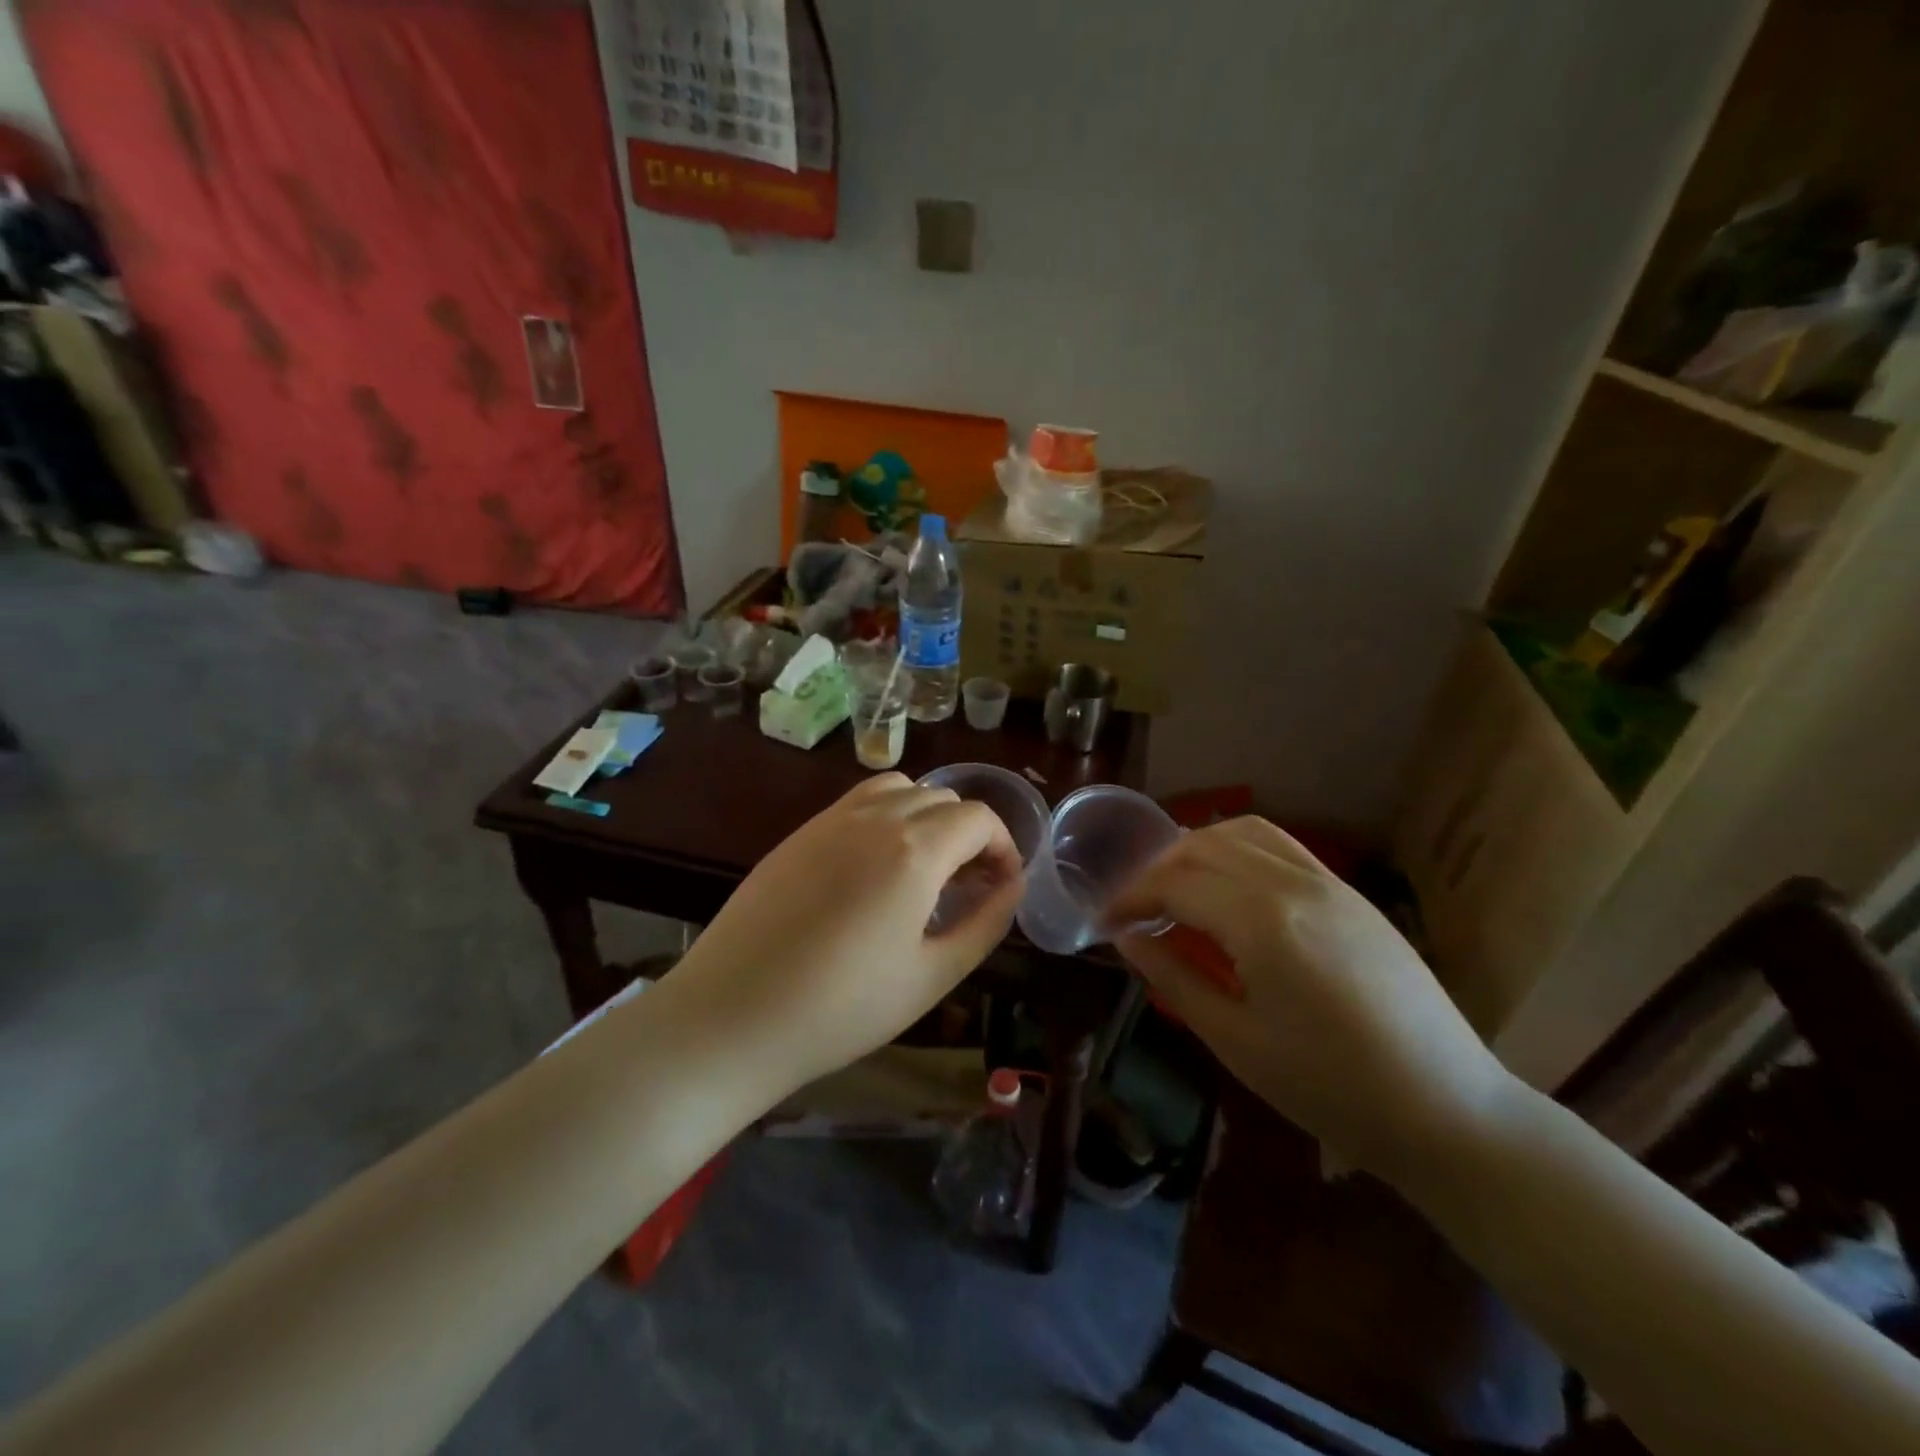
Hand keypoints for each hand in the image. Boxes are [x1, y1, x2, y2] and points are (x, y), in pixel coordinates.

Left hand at [665, 774, 1024, 1100]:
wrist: (732, 1015)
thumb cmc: (842, 1008)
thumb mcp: (932, 976)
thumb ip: (984, 924)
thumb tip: (1011, 887)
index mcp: (914, 850)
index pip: (979, 818)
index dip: (1003, 847)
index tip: (1002, 887)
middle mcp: (875, 817)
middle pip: (942, 799)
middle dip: (969, 835)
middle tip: (967, 888)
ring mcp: (830, 820)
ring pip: (900, 789)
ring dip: (927, 817)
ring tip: (924, 869)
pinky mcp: (799, 833)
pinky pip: (858, 802)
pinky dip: (886, 817)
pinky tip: (875, 869)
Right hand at [1109, 817, 1514, 1181]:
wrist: (1447, 1108)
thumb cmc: (1331, 1087)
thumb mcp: (1236, 1041)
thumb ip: (1174, 978)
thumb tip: (1128, 938)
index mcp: (1262, 922)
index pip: (1175, 885)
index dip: (1131, 898)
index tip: (1107, 923)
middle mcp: (1293, 883)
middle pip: (1202, 848)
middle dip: (1157, 871)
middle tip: (1135, 909)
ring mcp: (1328, 882)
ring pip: (1242, 833)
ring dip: (1196, 850)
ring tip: (1176, 888)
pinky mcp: (1349, 892)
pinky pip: (1281, 845)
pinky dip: (1238, 848)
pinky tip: (1229, 885)